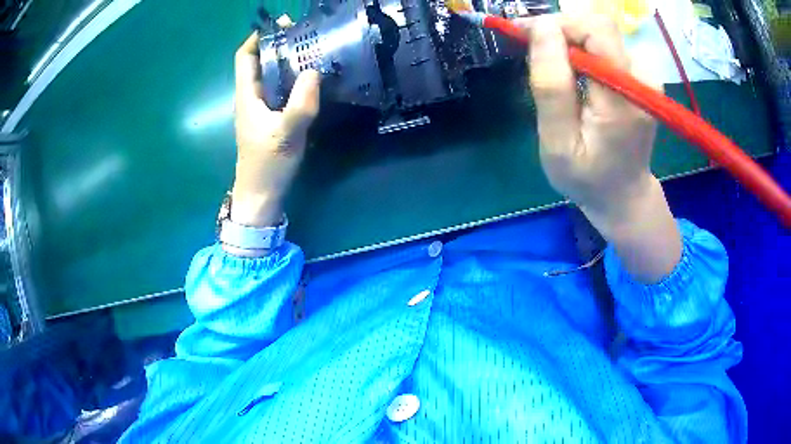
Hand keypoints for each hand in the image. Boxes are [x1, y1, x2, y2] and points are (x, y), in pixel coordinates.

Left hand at [231, 33, 319, 226]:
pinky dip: (294, 78)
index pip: (245, 57)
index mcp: (247, 95)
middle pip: (260, 61)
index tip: (281, 25)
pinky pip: (281, 89)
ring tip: (313, 50)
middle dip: (279, 44)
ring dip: (288, 60)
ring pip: (272, 75)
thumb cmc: (267, 165)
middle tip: (306, 34)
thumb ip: (300, 104)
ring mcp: (262, 107)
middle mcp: (252, 96)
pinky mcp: (272, 117)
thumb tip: (313, 72)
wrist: (261, 194)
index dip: (258, 37)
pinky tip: (312, 78)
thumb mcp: (285, 135)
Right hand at [520, 14, 680, 282]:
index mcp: (623, 96)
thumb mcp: (558, 142)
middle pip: (598, 26)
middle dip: (561, 29)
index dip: (557, 24)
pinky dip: (583, 50)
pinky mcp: (642, 78)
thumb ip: (551, 85)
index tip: (524, 35)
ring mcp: (646, 77)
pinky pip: (607, 46)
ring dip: (570, 40)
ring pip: (600, 33)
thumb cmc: (588, 177)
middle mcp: (642, 78)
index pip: (594, 30)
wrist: (624, 196)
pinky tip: (574, 72)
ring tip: (553, 67)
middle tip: (535, 49)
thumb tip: (542, 28)